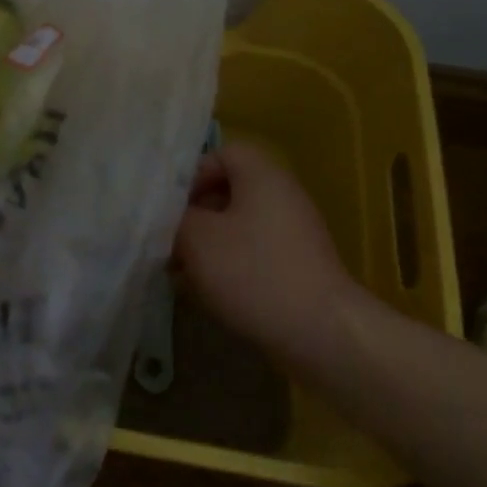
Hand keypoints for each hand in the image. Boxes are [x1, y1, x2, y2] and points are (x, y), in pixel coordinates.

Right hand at [173, 141, 366, 372]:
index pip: (222, 153)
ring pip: (236, 228)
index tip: (168, 205)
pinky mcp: (294, 269)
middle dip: (193, 215)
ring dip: (205, 246)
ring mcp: (291, 235)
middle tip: (167, 241)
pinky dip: (226, 268)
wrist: (320, 333)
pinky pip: (251, 256)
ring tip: (178, 272)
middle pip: (227, 192)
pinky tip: (204, 294)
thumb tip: (169, 217)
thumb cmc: (254, 272)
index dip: (191, 174)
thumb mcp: (198, 238)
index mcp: (262, 176)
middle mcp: (281, 197)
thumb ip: (175, 218)